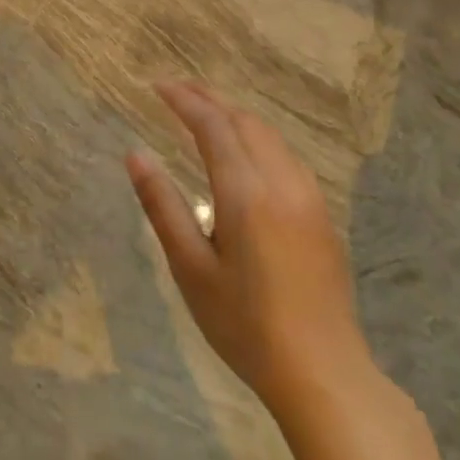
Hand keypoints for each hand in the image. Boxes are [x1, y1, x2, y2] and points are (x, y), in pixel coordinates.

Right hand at [127, 81, 369, 413]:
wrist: (324, 373)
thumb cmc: (244, 323)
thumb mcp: (189, 267)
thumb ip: (162, 205)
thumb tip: (135, 155)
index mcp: (246, 193)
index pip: (214, 127)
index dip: (185, 101)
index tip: (157, 85)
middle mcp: (283, 184)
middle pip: (246, 123)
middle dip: (210, 100)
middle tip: (176, 90)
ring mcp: (309, 199)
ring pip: (271, 137)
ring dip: (236, 117)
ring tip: (205, 113)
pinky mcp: (322, 217)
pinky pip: (286, 157)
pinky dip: (257, 139)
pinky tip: (244, 153)